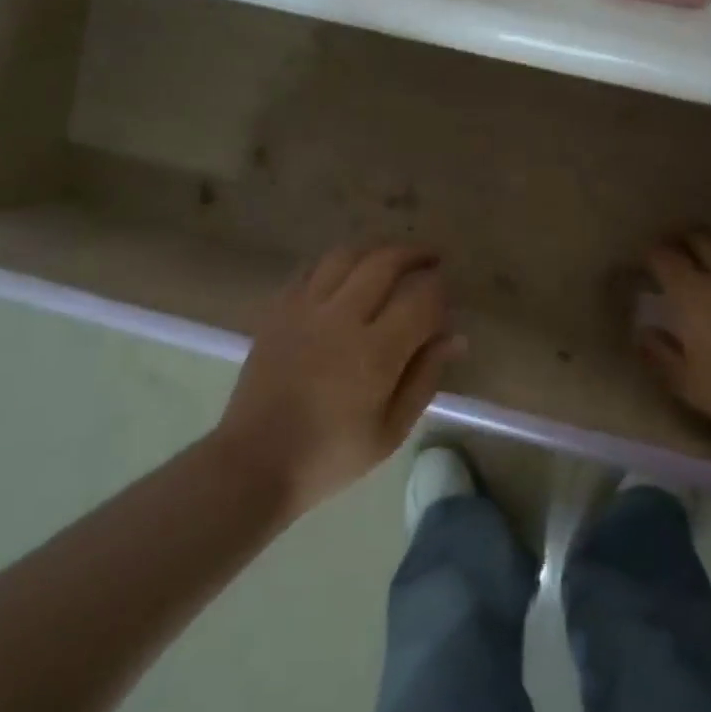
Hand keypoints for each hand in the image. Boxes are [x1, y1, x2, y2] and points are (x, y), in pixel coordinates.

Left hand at [218, 243, 461, 513]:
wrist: (255, 462)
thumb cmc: (331, 455)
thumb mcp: (391, 430)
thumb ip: (425, 377)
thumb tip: (455, 337)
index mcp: (375, 352)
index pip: (421, 298)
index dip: (441, 290)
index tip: (447, 298)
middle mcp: (340, 318)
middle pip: (385, 262)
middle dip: (415, 254)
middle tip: (432, 259)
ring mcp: (304, 309)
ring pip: (346, 255)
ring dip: (376, 249)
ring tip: (392, 258)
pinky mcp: (278, 310)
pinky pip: (310, 268)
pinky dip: (337, 262)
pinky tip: (348, 272)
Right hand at [637, 231, 710, 459]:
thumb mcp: (687, 384)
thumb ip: (660, 355)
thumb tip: (644, 332)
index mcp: (693, 292)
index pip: (665, 257)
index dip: (651, 254)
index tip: (644, 260)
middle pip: (701, 237)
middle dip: (681, 238)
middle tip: (670, 248)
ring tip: (702, 254)